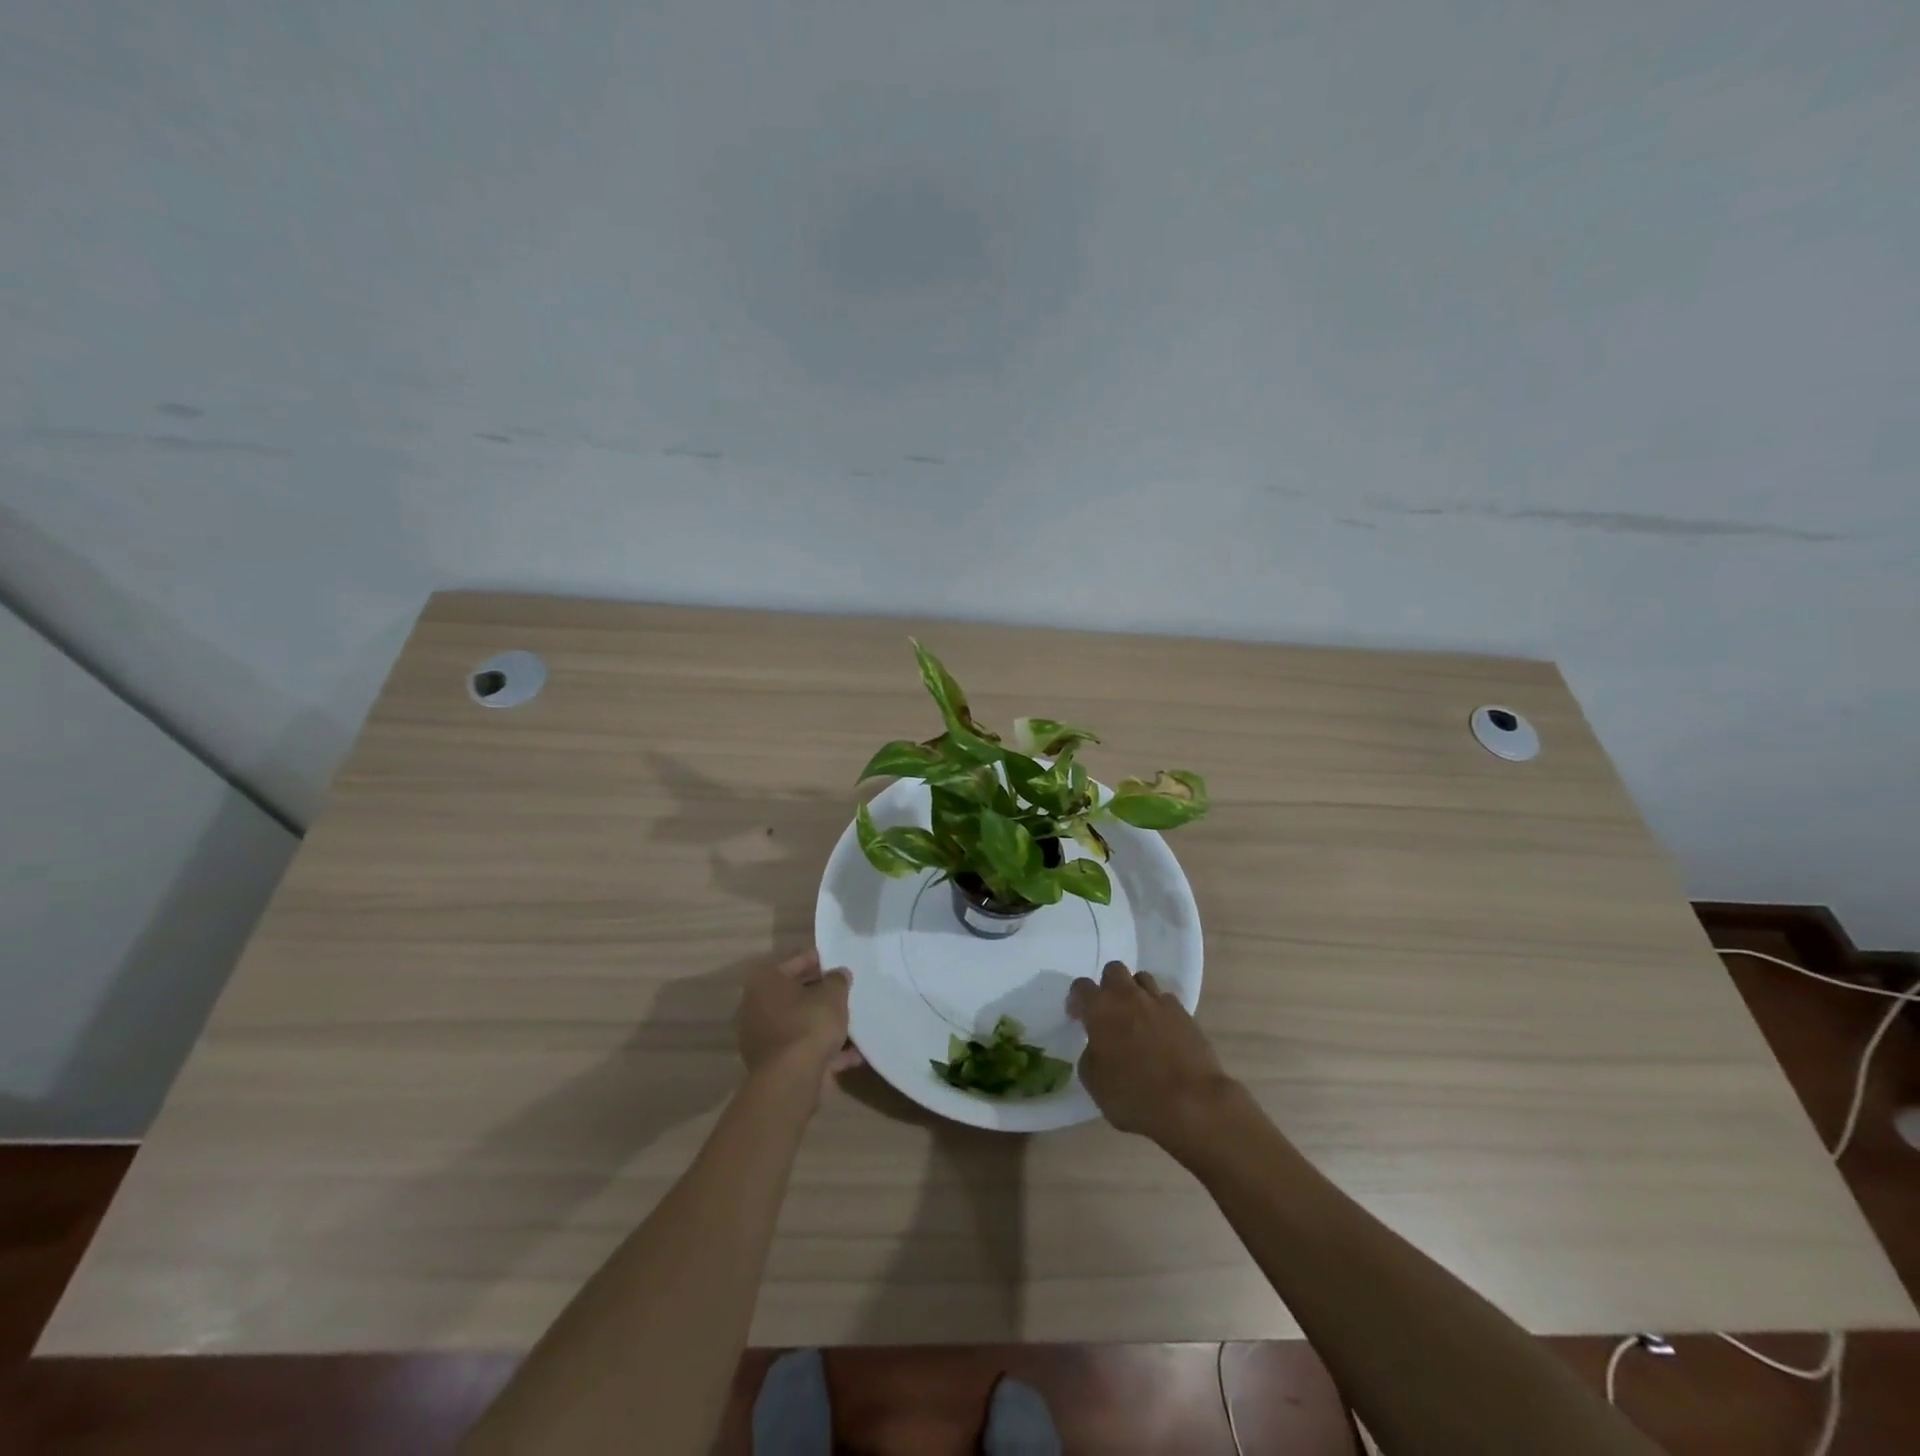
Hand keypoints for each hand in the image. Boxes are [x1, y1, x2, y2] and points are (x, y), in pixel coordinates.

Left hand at [736, 949, 860, 1096]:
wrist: (791, 1079)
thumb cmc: (809, 1023)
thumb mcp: (833, 994)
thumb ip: (838, 980)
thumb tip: (839, 974)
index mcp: (765, 982)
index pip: (795, 961)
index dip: (818, 959)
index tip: (838, 960)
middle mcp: (756, 1007)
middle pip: (794, 994)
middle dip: (820, 993)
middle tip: (844, 990)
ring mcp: (762, 1038)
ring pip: (798, 1023)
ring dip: (822, 1023)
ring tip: (851, 1022)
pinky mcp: (773, 1065)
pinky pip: (802, 1049)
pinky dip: (824, 1051)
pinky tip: (852, 1055)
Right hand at [1068, 960, 1235, 1151]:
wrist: (1191, 1102)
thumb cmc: (1133, 1095)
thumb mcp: (1094, 1082)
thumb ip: (1089, 1054)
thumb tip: (1097, 1046)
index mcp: (1100, 1008)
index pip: (1081, 987)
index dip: (1076, 1000)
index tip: (1077, 1016)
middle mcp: (1128, 996)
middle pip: (1114, 971)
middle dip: (1108, 986)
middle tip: (1108, 1011)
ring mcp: (1159, 1002)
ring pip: (1142, 980)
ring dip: (1135, 993)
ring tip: (1136, 1018)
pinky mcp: (1185, 1014)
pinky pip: (1166, 1001)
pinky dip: (1159, 1011)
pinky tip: (1161, 1032)